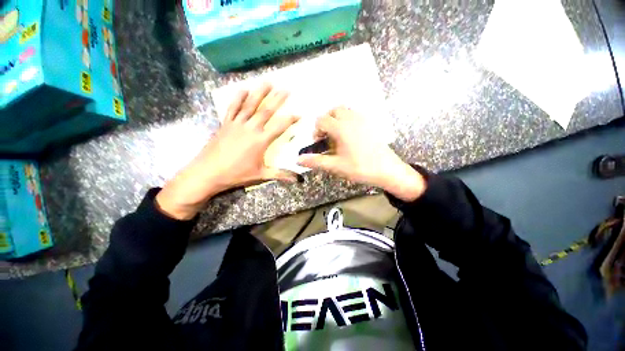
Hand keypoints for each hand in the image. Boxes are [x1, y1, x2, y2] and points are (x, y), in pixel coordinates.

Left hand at [156, 83, 298, 219]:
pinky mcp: (226, 124)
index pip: (279, 127)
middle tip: (286, 88)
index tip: (299, 113)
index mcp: (260, 140)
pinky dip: (238, 98)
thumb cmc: (236, 174)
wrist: (208, 172)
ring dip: (260, 93)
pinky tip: (242, 89)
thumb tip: (297, 180)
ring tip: (268, 82)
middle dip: (278, 99)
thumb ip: (280, 174)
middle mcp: (250, 128)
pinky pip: (232, 107)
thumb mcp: (261, 175)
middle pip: (266, 111)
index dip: (290, 119)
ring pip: (250, 105)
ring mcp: (237, 124)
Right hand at [297, 107, 425, 201]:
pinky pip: (355, 115)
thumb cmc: (360, 168)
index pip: (321, 120)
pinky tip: (350, 137)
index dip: (316, 130)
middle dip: (326, 122)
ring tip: (338, 136)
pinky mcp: (370, 124)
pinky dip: (347, 121)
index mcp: (341, 128)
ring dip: (337, 120)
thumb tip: (298, 160)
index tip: (319, 142)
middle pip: (333, 111)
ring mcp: (363, 120)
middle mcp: (351, 119)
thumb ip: (316, 161)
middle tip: (327, 137)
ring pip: (345, 111)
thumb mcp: (335, 166)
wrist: (387, 170)